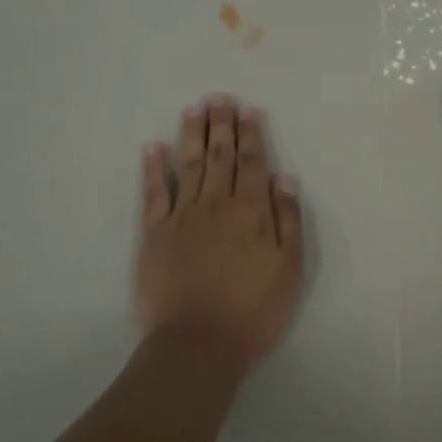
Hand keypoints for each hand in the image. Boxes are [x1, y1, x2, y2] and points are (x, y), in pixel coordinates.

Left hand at [137, 95, 304, 367]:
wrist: (198, 344)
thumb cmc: (253, 310)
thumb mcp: (289, 268)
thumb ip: (288, 219)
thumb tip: (285, 177)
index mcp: (251, 211)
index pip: (253, 162)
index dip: (251, 134)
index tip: (248, 110)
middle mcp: (217, 204)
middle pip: (220, 155)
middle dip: (221, 124)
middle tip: (219, 97)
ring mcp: (182, 216)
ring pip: (188, 164)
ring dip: (192, 134)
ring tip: (194, 108)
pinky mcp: (154, 233)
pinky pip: (153, 193)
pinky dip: (153, 168)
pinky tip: (153, 147)